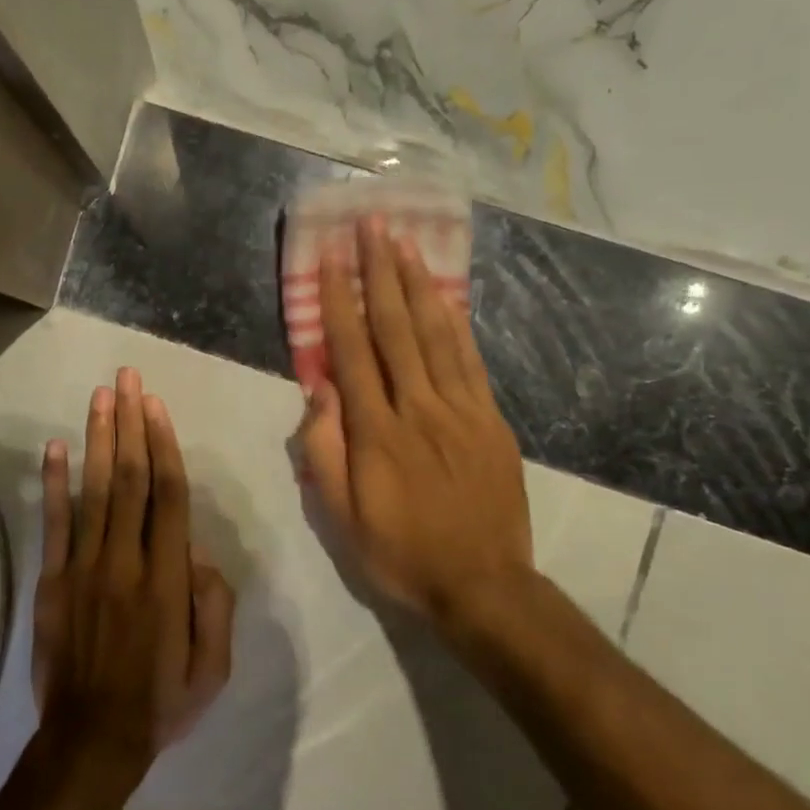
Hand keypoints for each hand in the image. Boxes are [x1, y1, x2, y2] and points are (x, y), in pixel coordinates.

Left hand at [32, 368, 236, 785]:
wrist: (90, 740)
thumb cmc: (159, 702)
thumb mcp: (212, 668)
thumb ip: (215, 606)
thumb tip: (200, 554)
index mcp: (166, 579)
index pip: (168, 496)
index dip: (164, 445)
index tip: (156, 405)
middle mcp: (124, 561)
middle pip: (130, 478)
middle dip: (130, 423)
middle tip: (126, 377)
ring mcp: (83, 567)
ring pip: (94, 490)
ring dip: (98, 439)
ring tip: (100, 396)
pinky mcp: (52, 580)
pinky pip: (55, 524)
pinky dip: (55, 484)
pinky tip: (56, 447)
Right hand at [296, 215, 533, 622]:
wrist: (483, 584)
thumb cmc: (400, 551)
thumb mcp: (341, 516)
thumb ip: (324, 452)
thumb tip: (319, 392)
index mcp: (377, 432)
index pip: (351, 352)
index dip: (338, 302)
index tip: (329, 260)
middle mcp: (418, 408)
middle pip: (395, 328)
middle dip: (378, 272)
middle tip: (371, 226)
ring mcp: (460, 410)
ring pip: (434, 334)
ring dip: (415, 284)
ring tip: (402, 243)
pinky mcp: (490, 419)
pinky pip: (469, 360)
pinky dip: (454, 322)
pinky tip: (443, 294)